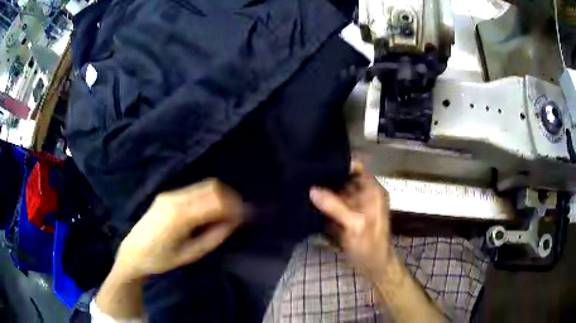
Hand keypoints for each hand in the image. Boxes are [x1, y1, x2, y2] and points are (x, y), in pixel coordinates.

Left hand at [115, 179, 243, 278]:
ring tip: (226, 215)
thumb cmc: (161, 259)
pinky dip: (208, 197)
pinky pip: (194, 191)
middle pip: (212, 186)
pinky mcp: (168, 195)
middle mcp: (175, 198)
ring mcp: (170, 194)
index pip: (215, 200)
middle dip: (230, 198)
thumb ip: (214, 236)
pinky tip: (209, 213)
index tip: (245, 218)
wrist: (133, 252)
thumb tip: (234, 222)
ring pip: (204, 186)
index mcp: (179, 215)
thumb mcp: (191, 254)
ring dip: (220, 197)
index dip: (235, 206)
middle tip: (238, 216)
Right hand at [310, 161, 392, 281]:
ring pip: (338, 190)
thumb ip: (335, 206)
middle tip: (304, 174)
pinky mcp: (348, 215)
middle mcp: (365, 194)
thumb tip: (312, 189)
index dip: (339, 162)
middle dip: (327, 177)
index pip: (357, 167)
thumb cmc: (370, 246)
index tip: (318, 162)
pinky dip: (324, 202)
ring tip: (302, 184)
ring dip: (323, 189)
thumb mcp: (354, 226)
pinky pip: (334, 203)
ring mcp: (356, 204)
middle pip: (344, 178)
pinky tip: (309, 201)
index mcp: (372, 191)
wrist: (374, 267)